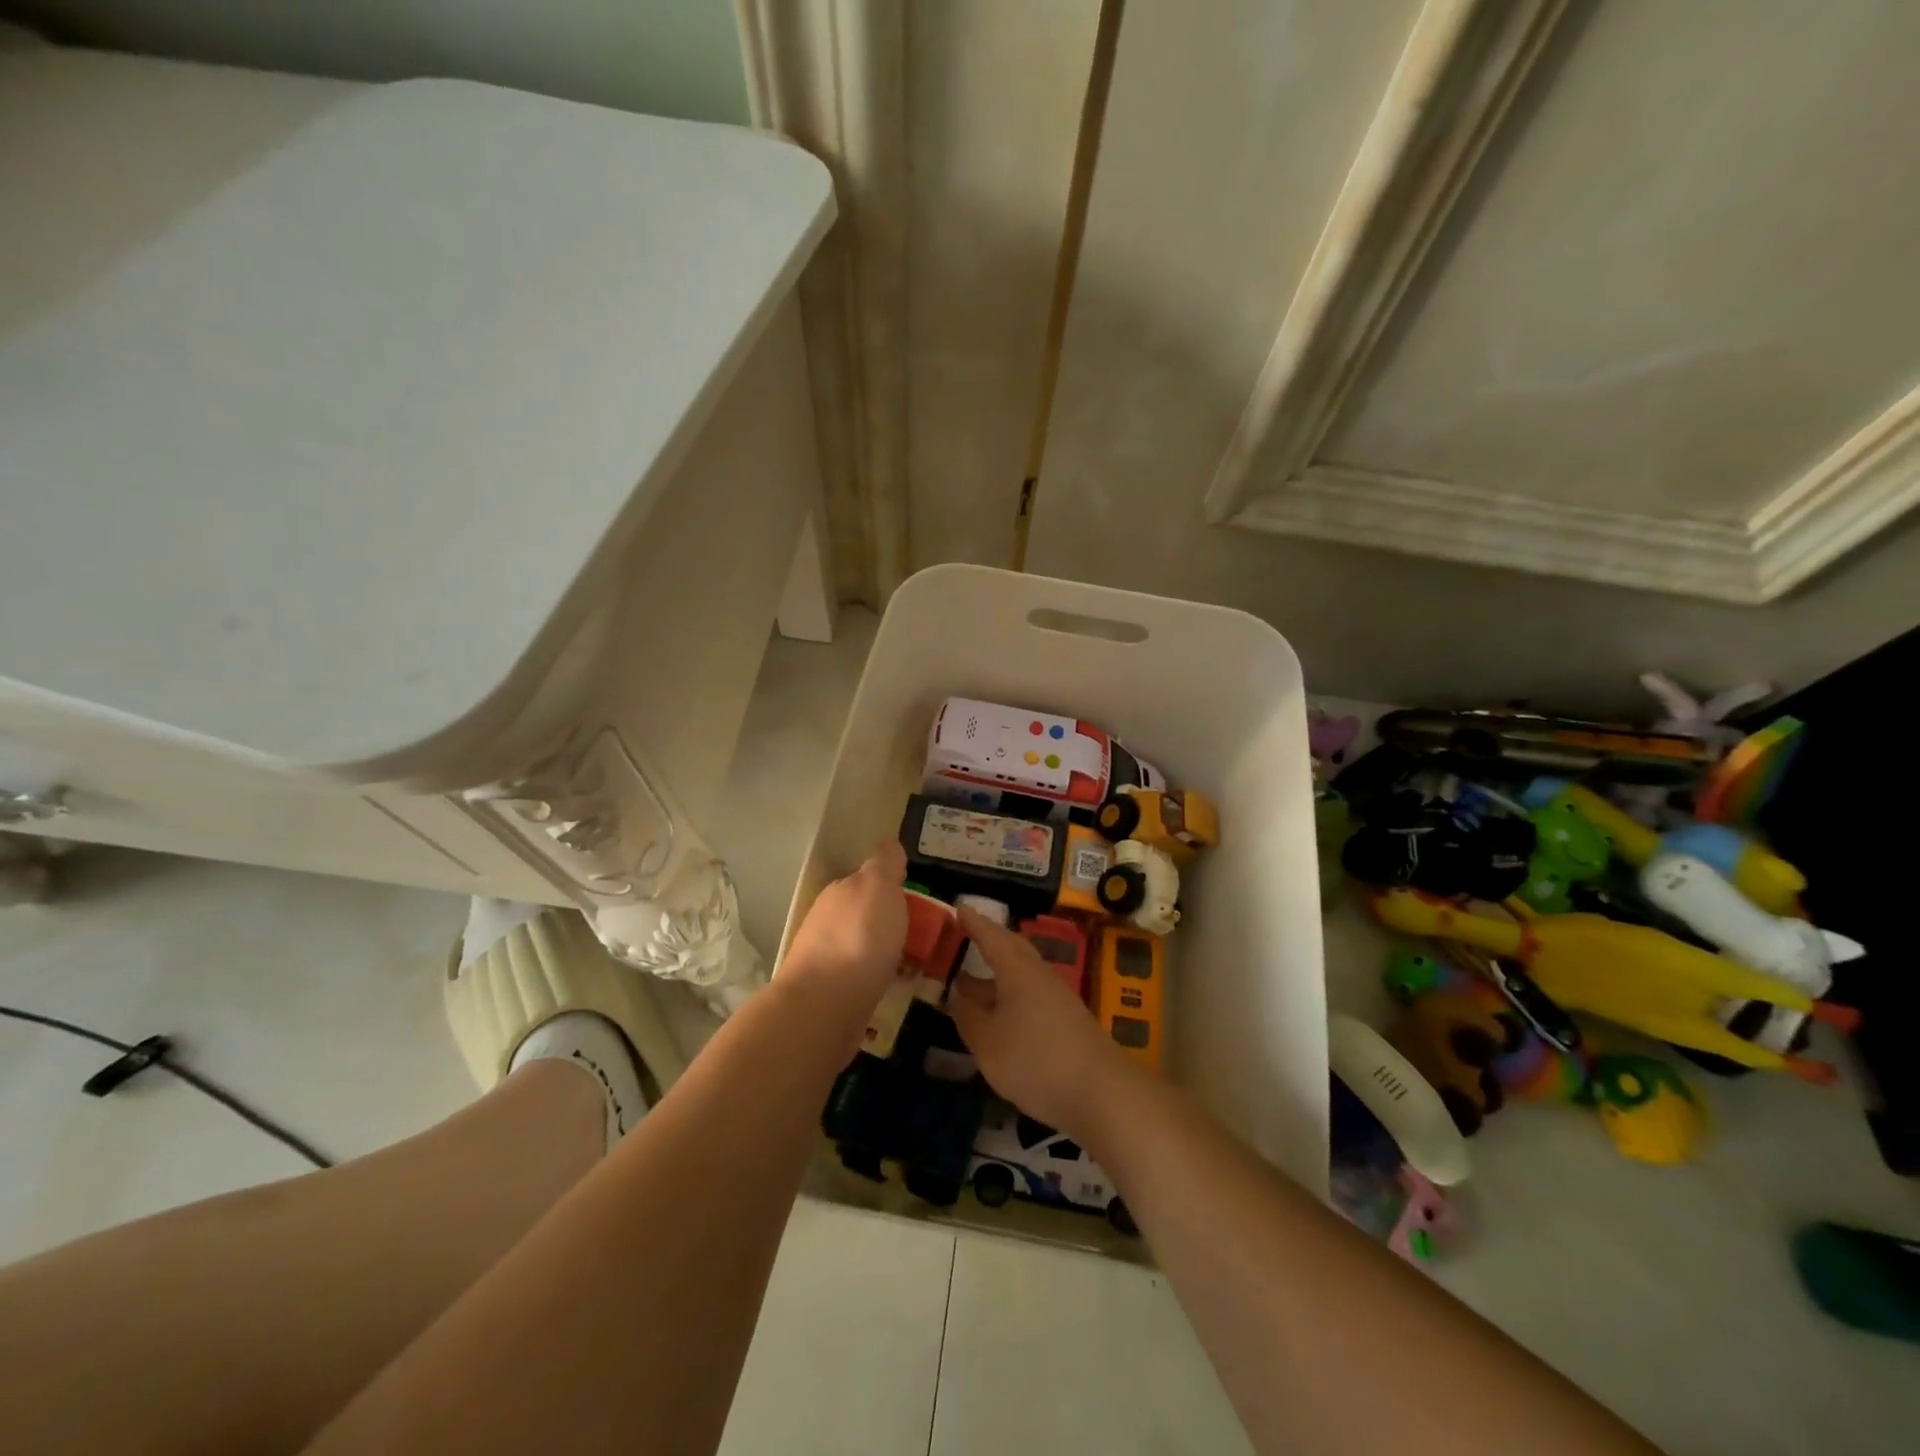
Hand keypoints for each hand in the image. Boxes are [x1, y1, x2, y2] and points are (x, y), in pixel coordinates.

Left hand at [780, 841, 908, 1009]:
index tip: (917, 902)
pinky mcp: (828, 994)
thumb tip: (889, 846)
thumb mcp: (879, 886)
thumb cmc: (859, 938)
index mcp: (840, 891)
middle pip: (862, 914)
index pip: (867, 880)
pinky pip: (860, 977)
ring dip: (881, 951)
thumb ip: (885, 864)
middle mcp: (827, 920)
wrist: (824, 1005)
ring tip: (913, 965)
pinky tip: (893, 987)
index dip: (892, 887)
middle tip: (921, 935)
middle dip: (886, 921)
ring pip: (860, 946)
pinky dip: (876, 978)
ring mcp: (824, 958)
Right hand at [948, 905, 1136, 1138]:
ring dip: (996, 974)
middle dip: (988, 941)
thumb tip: (957, 993)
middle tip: (966, 937)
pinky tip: (999, 1016)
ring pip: (1022, 974)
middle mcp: (1039, 975)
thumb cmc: (1036, 1061)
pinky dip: (1010, 995)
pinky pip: (1031, 994)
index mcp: (1018, 970)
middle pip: (1012, 949)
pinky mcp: (1067, 1021)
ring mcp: (1057, 997)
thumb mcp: (988, 1043)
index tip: (958, 907)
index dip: (974, 923)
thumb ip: (968, 1016)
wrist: (1102, 1093)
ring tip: (970, 983)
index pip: (991, 936)